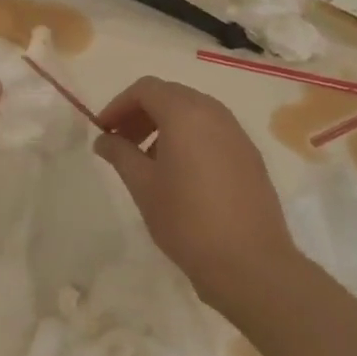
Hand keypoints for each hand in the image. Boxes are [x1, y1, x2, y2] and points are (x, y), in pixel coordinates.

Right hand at [93, 76, 297, 309]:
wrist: (252, 266)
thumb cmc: (188, 221)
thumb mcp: (143, 186)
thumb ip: (120, 154)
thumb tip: (104, 139)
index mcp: (185, 113)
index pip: (145, 89)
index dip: (119, 105)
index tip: (104, 130)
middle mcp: (214, 113)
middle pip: (170, 95)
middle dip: (141, 113)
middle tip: (122, 142)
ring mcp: (237, 134)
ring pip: (193, 112)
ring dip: (165, 125)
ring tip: (149, 160)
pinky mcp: (251, 157)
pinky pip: (212, 132)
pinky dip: (189, 138)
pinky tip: (181, 174)